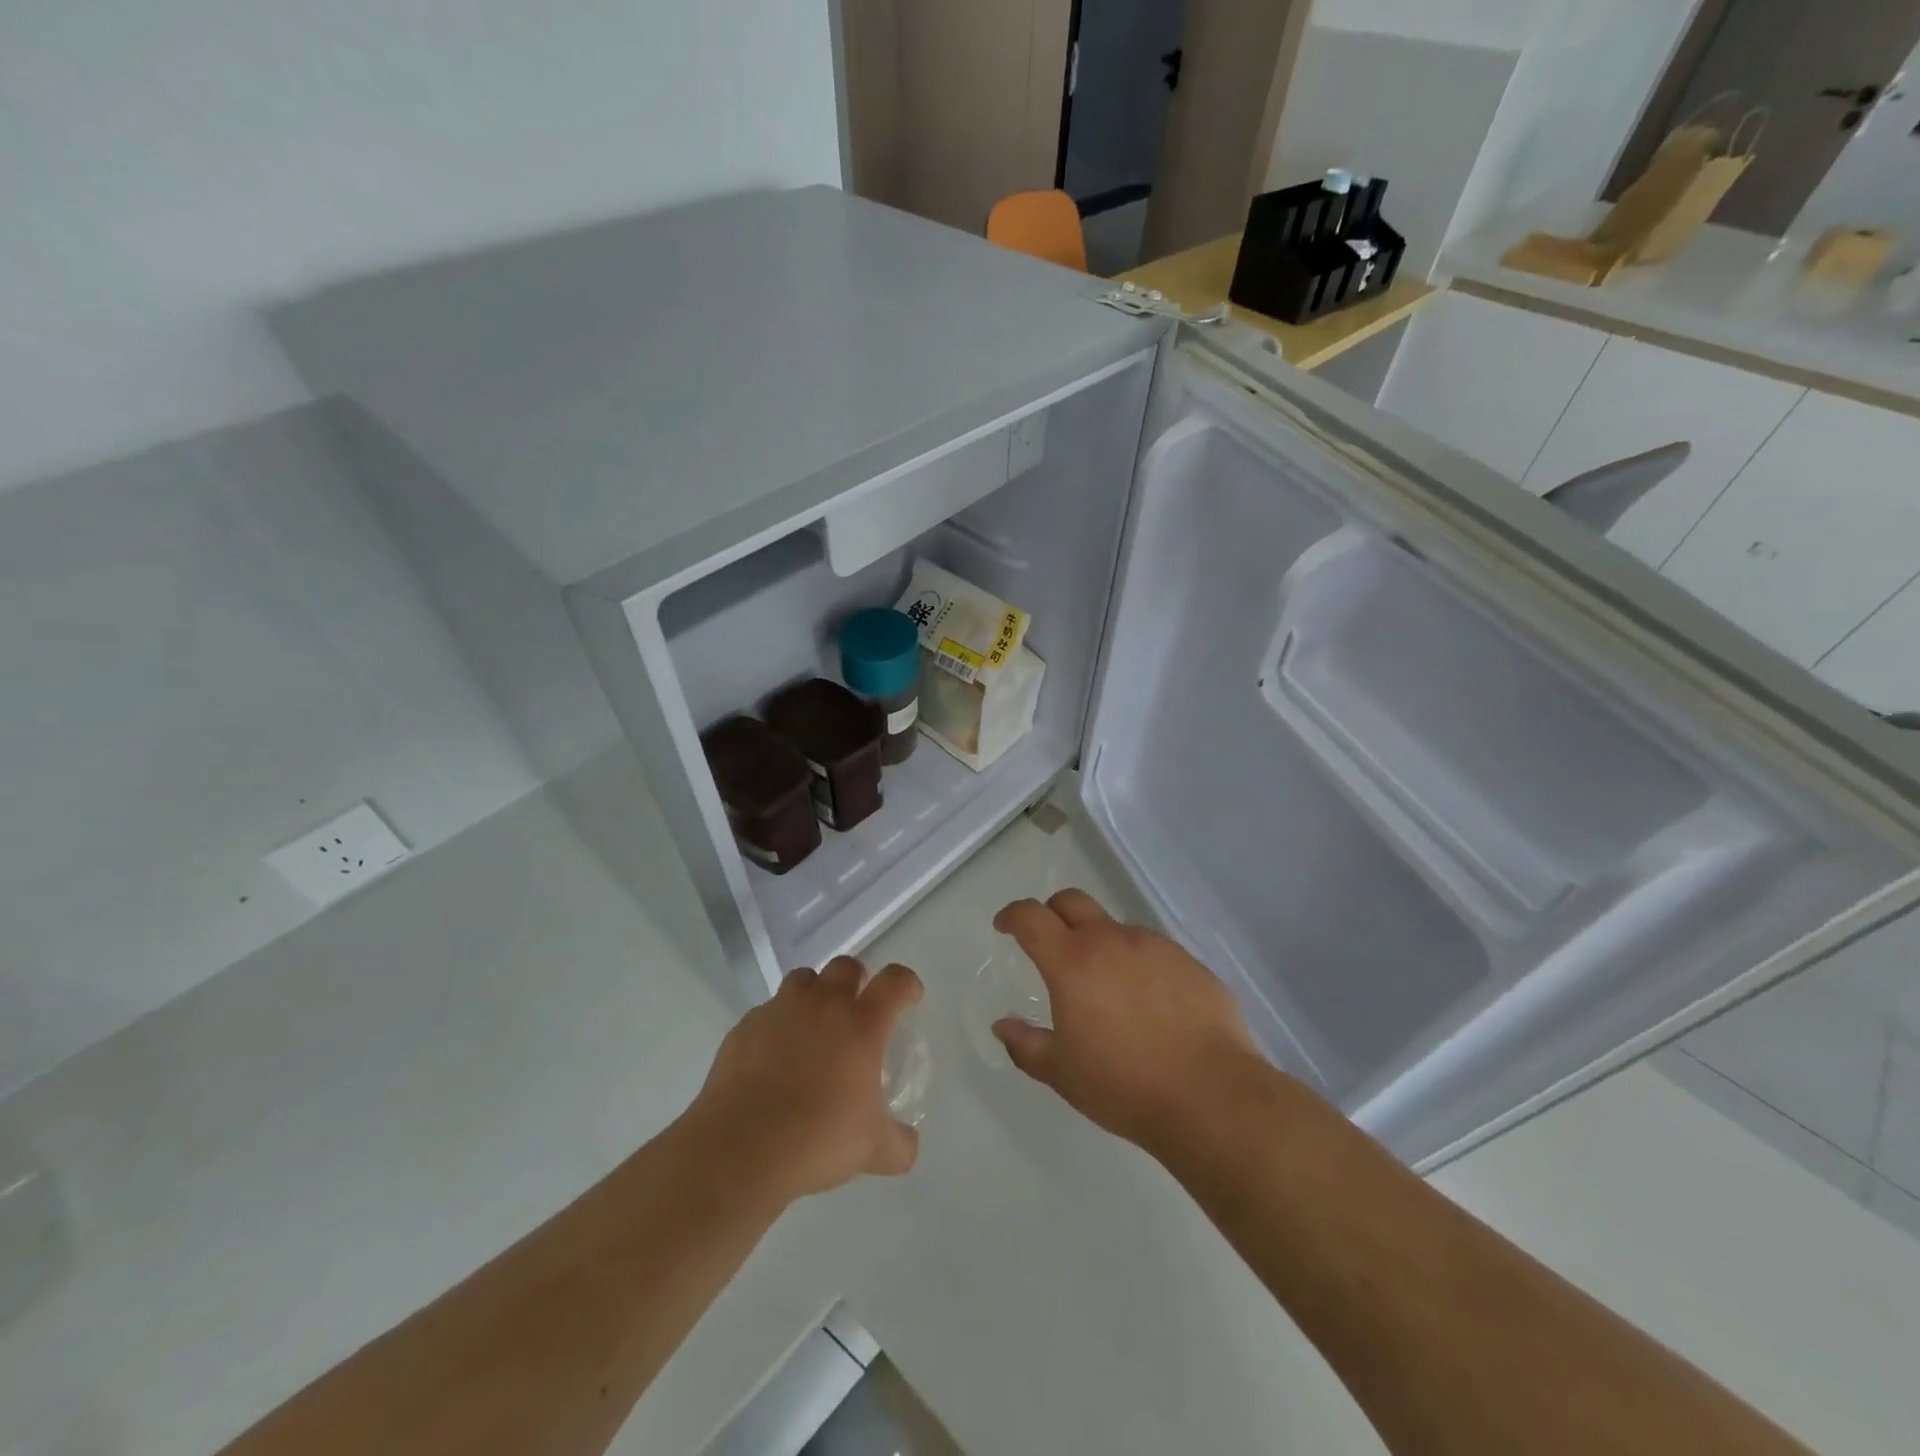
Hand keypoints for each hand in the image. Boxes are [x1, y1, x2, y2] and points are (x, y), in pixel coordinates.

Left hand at [686, 957, 922, 1201]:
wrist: (741, 1147)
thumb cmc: (818, 1138)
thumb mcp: (873, 1150)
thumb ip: (899, 1144)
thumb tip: (908, 1144)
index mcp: (861, 1024)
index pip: (894, 982)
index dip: (906, 983)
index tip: (910, 997)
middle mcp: (823, 1005)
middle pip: (845, 966)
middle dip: (856, 980)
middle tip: (857, 1008)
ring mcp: (780, 1011)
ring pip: (803, 979)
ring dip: (814, 993)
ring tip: (814, 1025)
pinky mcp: (745, 1027)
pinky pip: (767, 1012)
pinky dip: (777, 1024)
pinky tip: (774, 1056)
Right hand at [992, 890, 1258, 1154]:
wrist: (1212, 1096)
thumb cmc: (1124, 1086)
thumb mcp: (1062, 1074)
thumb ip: (1026, 1045)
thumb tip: (1003, 1026)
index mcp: (1072, 962)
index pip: (1031, 917)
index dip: (1012, 915)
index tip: (1005, 926)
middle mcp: (1111, 941)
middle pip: (1072, 901)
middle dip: (1052, 912)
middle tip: (1050, 942)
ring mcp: (1154, 947)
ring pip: (1115, 928)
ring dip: (1099, 944)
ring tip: (1106, 987)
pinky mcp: (1188, 961)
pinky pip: (1152, 951)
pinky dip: (1137, 964)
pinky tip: (1148, 1004)